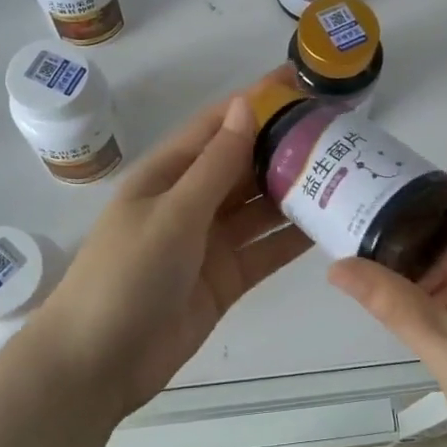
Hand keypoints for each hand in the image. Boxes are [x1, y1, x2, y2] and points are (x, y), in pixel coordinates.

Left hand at [35, 78, 311, 415]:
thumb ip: (215, 164)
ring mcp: (210, 241)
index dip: (257, 101)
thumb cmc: (126, 275)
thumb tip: (245, 104)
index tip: (302, 83)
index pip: (219, 125)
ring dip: (296, 190)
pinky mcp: (226, 278)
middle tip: (342, 131)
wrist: (98, 363)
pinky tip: (332, 223)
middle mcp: (192, 200)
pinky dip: (293, 237)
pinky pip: (266, 248)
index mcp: (169, 173)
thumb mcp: (172, 213)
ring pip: (260, 206)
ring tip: (348, 172)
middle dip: (285, 146)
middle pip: (245, 163)